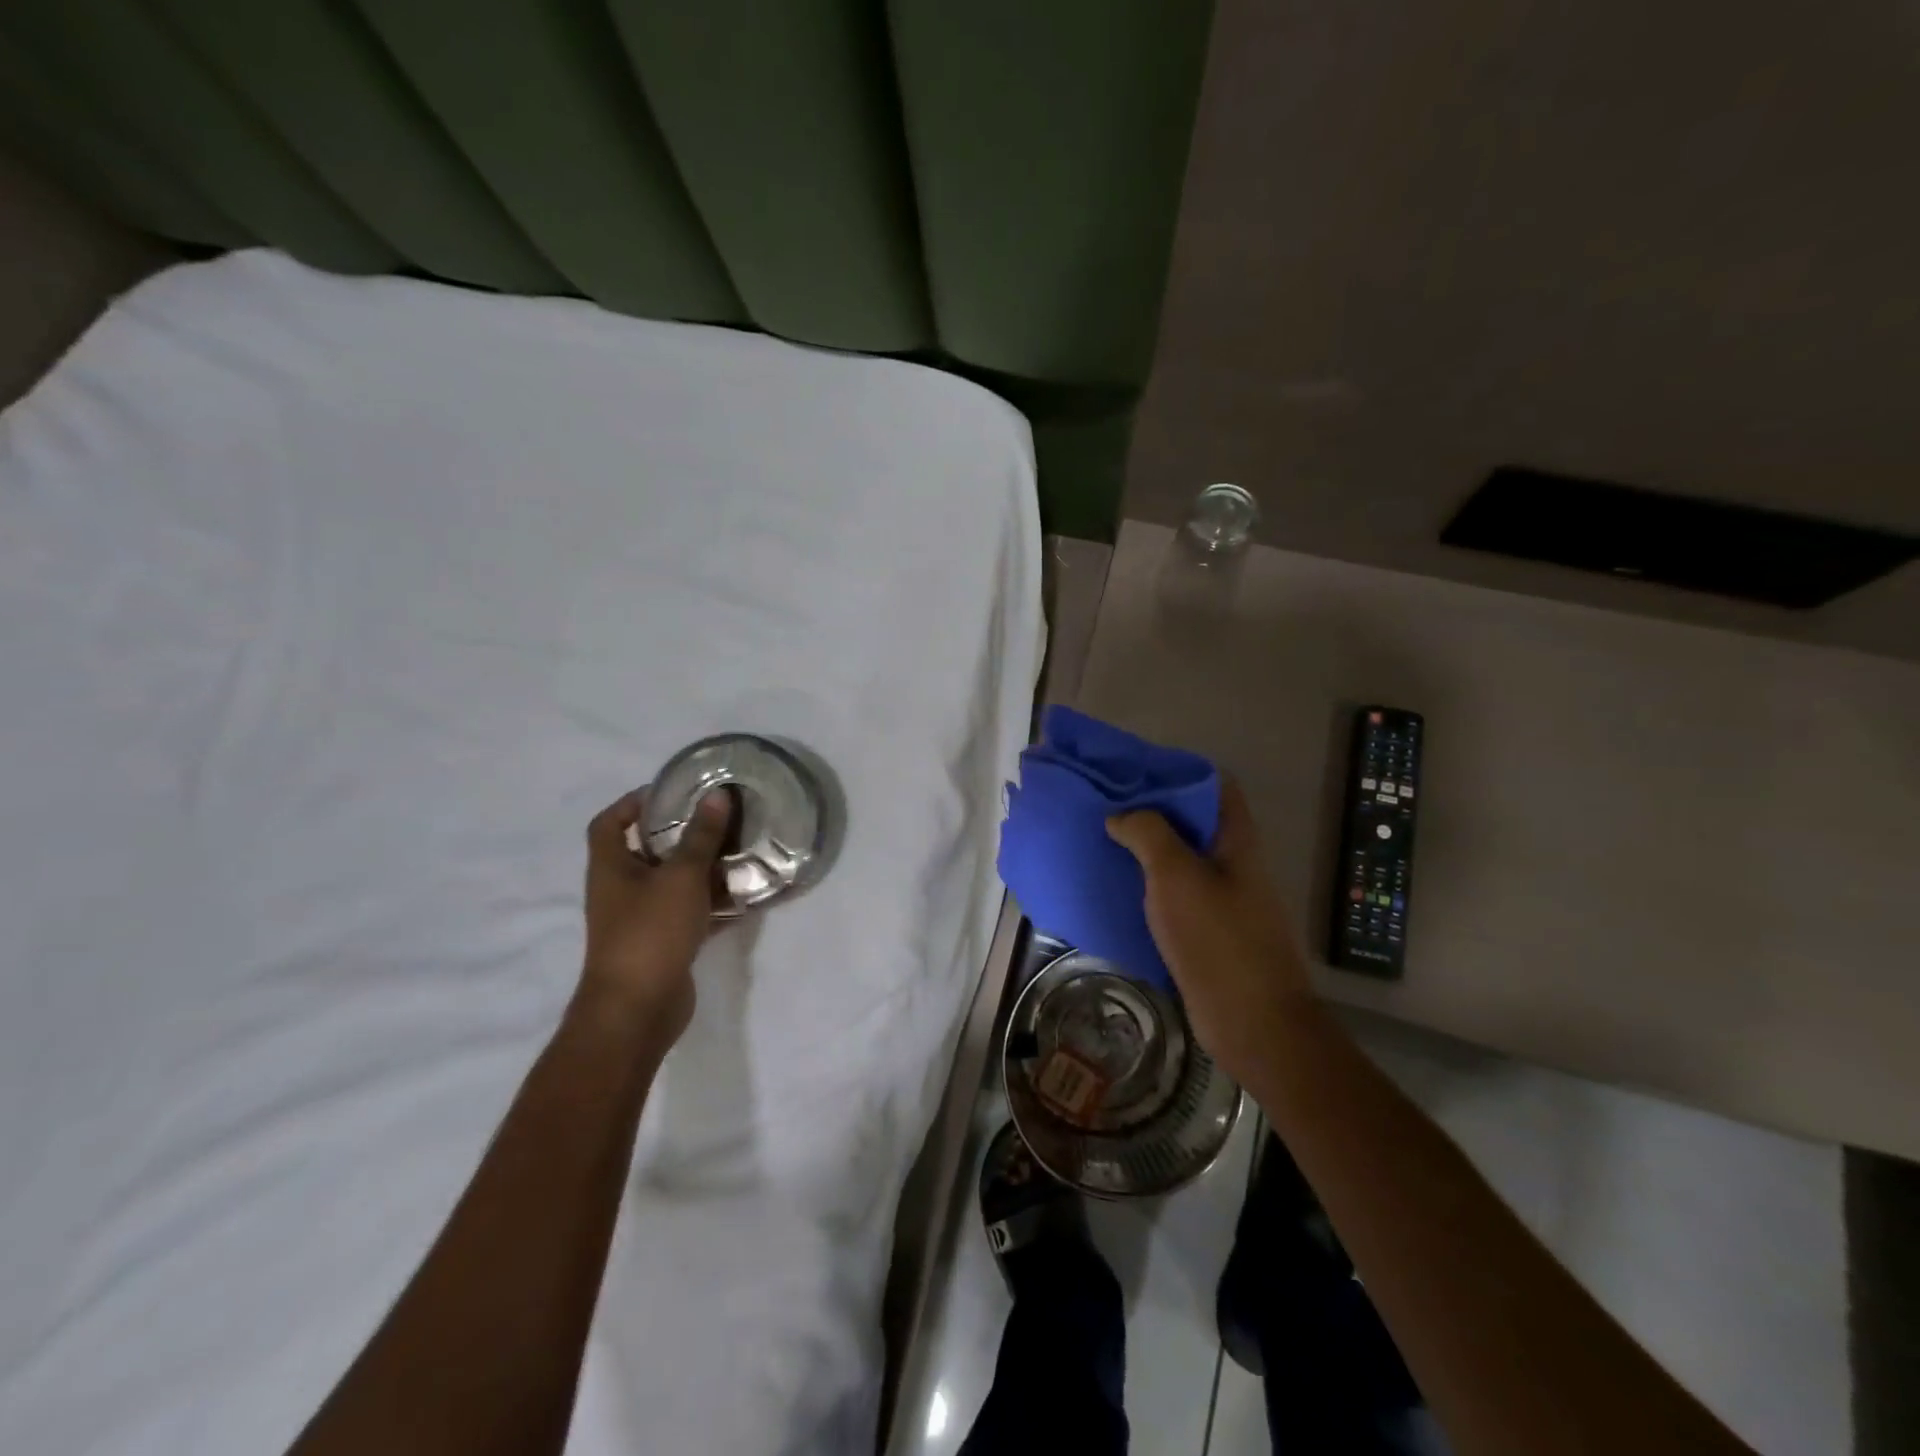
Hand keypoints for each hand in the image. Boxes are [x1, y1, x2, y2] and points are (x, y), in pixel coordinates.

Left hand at [578, 787, 730, 1044]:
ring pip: (673, 884)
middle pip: (646, 851)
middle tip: (717, 819)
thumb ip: (701, 836)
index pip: (608, 822)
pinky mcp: (663, 945)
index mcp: (611, 868)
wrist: (637, 1011)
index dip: (633, 802)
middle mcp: (620, 891)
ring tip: (738, 852)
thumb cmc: (650, 933)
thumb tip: (717, 794)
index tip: (671, 792)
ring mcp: (641, 920)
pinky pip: (690, 914)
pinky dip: (712, 905)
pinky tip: (745, 898)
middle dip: (680, 834)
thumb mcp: (681, 877)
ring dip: (701, 870)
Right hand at [1106, 778, 1318, 1089]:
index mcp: (1235, 840)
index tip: (1133, 771)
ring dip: (1144, 848)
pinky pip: (1173, 894)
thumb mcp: (1176, 875)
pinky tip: (1114, 886)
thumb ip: (1148, 833)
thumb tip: (1119, 815)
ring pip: (1179, 858)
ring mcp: (1221, 898)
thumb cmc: (1218, 940)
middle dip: (1151, 809)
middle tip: (1105, 804)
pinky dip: (1146, 884)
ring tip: (1101, 839)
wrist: (1253, 1023)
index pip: (1213, 785)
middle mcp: (1232, 862)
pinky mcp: (1206, 930)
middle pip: (1192, 821)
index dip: (1176, 771)